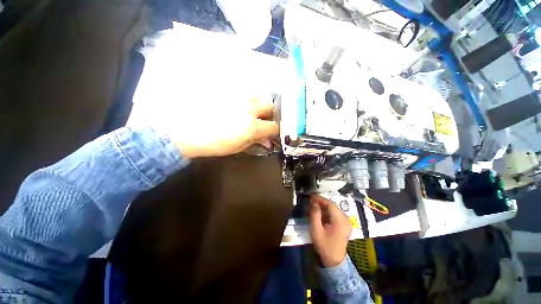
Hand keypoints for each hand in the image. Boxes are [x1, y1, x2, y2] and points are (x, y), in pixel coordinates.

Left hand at [148, 97, 278, 158]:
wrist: (183, 128)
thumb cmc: (211, 143)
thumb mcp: (237, 147)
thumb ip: (255, 142)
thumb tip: (268, 141)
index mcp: (251, 126)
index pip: (274, 126)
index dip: (275, 130)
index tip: (271, 132)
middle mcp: (248, 108)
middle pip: (270, 106)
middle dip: (269, 114)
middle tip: (261, 120)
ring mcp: (238, 95)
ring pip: (258, 96)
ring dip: (258, 105)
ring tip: (248, 111)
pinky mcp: (228, 87)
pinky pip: (245, 91)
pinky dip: (246, 98)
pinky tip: (237, 103)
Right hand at [309, 195, 352, 267]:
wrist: (334, 260)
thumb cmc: (324, 245)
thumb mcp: (316, 230)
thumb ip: (314, 214)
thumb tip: (313, 202)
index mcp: (340, 221)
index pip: (330, 204)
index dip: (320, 198)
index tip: (311, 195)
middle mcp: (346, 219)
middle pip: (332, 206)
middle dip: (321, 202)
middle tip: (311, 201)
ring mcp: (346, 222)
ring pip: (333, 209)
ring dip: (323, 206)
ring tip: (314, 206)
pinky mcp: (345, 224)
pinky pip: (335, 213)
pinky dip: (327, 211)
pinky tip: (320, 212)